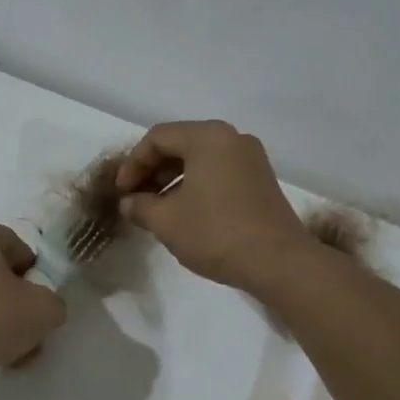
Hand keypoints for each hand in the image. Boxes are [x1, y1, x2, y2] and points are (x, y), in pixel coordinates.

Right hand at [116, 121, 311, 291]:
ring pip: (200, 159)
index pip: (157, 138)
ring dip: (173, 180)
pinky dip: (196, 185)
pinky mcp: (261, 180)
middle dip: (152, 171)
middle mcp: (232, 138)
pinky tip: (185, 212)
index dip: (133, 164)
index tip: (121, 192)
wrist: (278, 262)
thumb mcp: (166, 221)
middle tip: (135, 199)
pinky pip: (219, 172)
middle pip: (180, 144)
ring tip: (157, 209)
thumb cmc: (216, 233)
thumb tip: (128, 203)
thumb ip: (140, 206)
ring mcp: (251, 158)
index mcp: (207, 137)